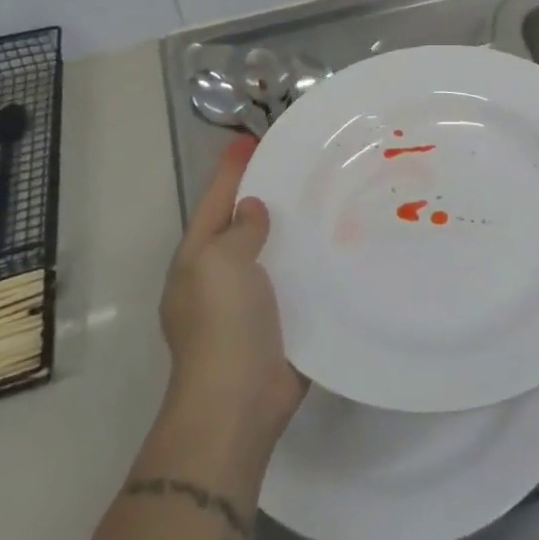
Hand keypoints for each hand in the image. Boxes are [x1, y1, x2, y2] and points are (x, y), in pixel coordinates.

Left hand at [158, 136, 305, 466]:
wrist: (238, 401)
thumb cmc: (224, 325)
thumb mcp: (220, 263)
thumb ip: (239, 230)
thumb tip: (252, 209)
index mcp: (198, 258)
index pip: (216, 200)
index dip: (232, 168)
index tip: (253, 138)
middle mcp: (222, 275)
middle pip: (245, 223)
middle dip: (267, 194)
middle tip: (303, 163)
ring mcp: (251, 301)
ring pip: (274, 251)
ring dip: (294, 227)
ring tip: (328, 196)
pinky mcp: (282, 321)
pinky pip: (297, 279)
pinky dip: (312, 260)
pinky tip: (340, 244)